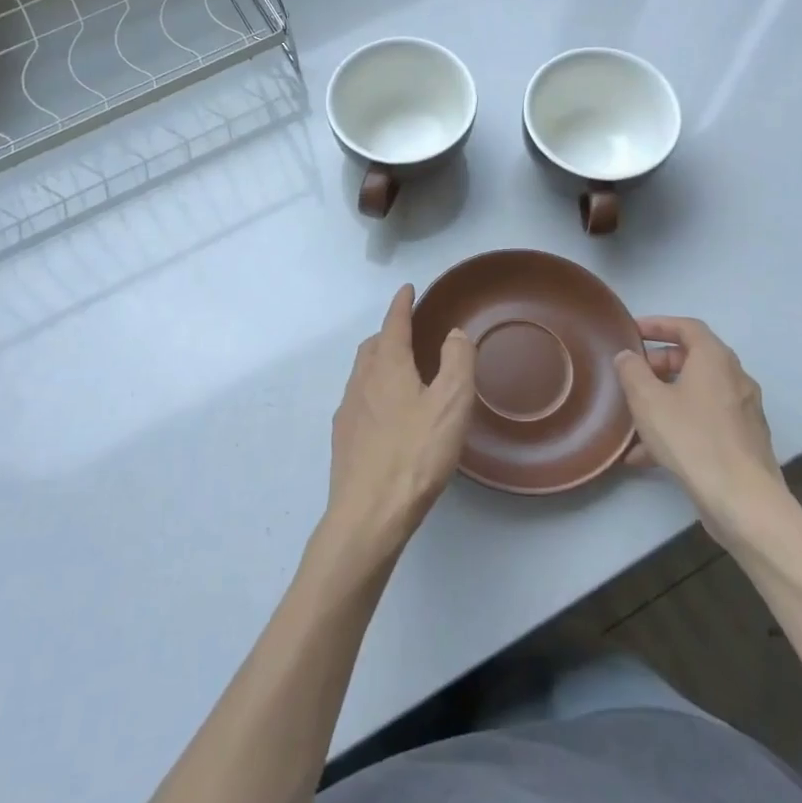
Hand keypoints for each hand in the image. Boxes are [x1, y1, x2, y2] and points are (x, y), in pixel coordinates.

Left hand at [324, 285, 475, 556]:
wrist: (369, 513)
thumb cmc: (415, 454)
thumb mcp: (451, 404)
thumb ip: (457, 362)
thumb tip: (453, 333)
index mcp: (387, 367)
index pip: (394, 323)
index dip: (402, 304)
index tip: (407, 289)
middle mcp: (361, 381)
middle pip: (373, 346)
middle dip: (390, 332)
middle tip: (410, 332)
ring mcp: (348, 411)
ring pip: (362, 372)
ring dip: (380, 361)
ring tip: (400, 370)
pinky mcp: (344, 438)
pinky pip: (359, 399)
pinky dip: (374, 389)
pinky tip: (386, 413)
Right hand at [615, 316, 789, 544]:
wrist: (742, 500)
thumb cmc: (691, 438)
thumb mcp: (647, 400)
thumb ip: (632, 371)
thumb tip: (627, 357)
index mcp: (715, 360)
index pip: (687, 327)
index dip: (658, 324)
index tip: (632, 331)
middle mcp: (735, 379)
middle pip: (694, 359)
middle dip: (659, 364)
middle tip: (632, 374)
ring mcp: (743, 412)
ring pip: (697, 394)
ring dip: (665, 398)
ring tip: (634, 416)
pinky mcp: (743, 442)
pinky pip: (704, 422)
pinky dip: (678, 426)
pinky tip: (647, 454)